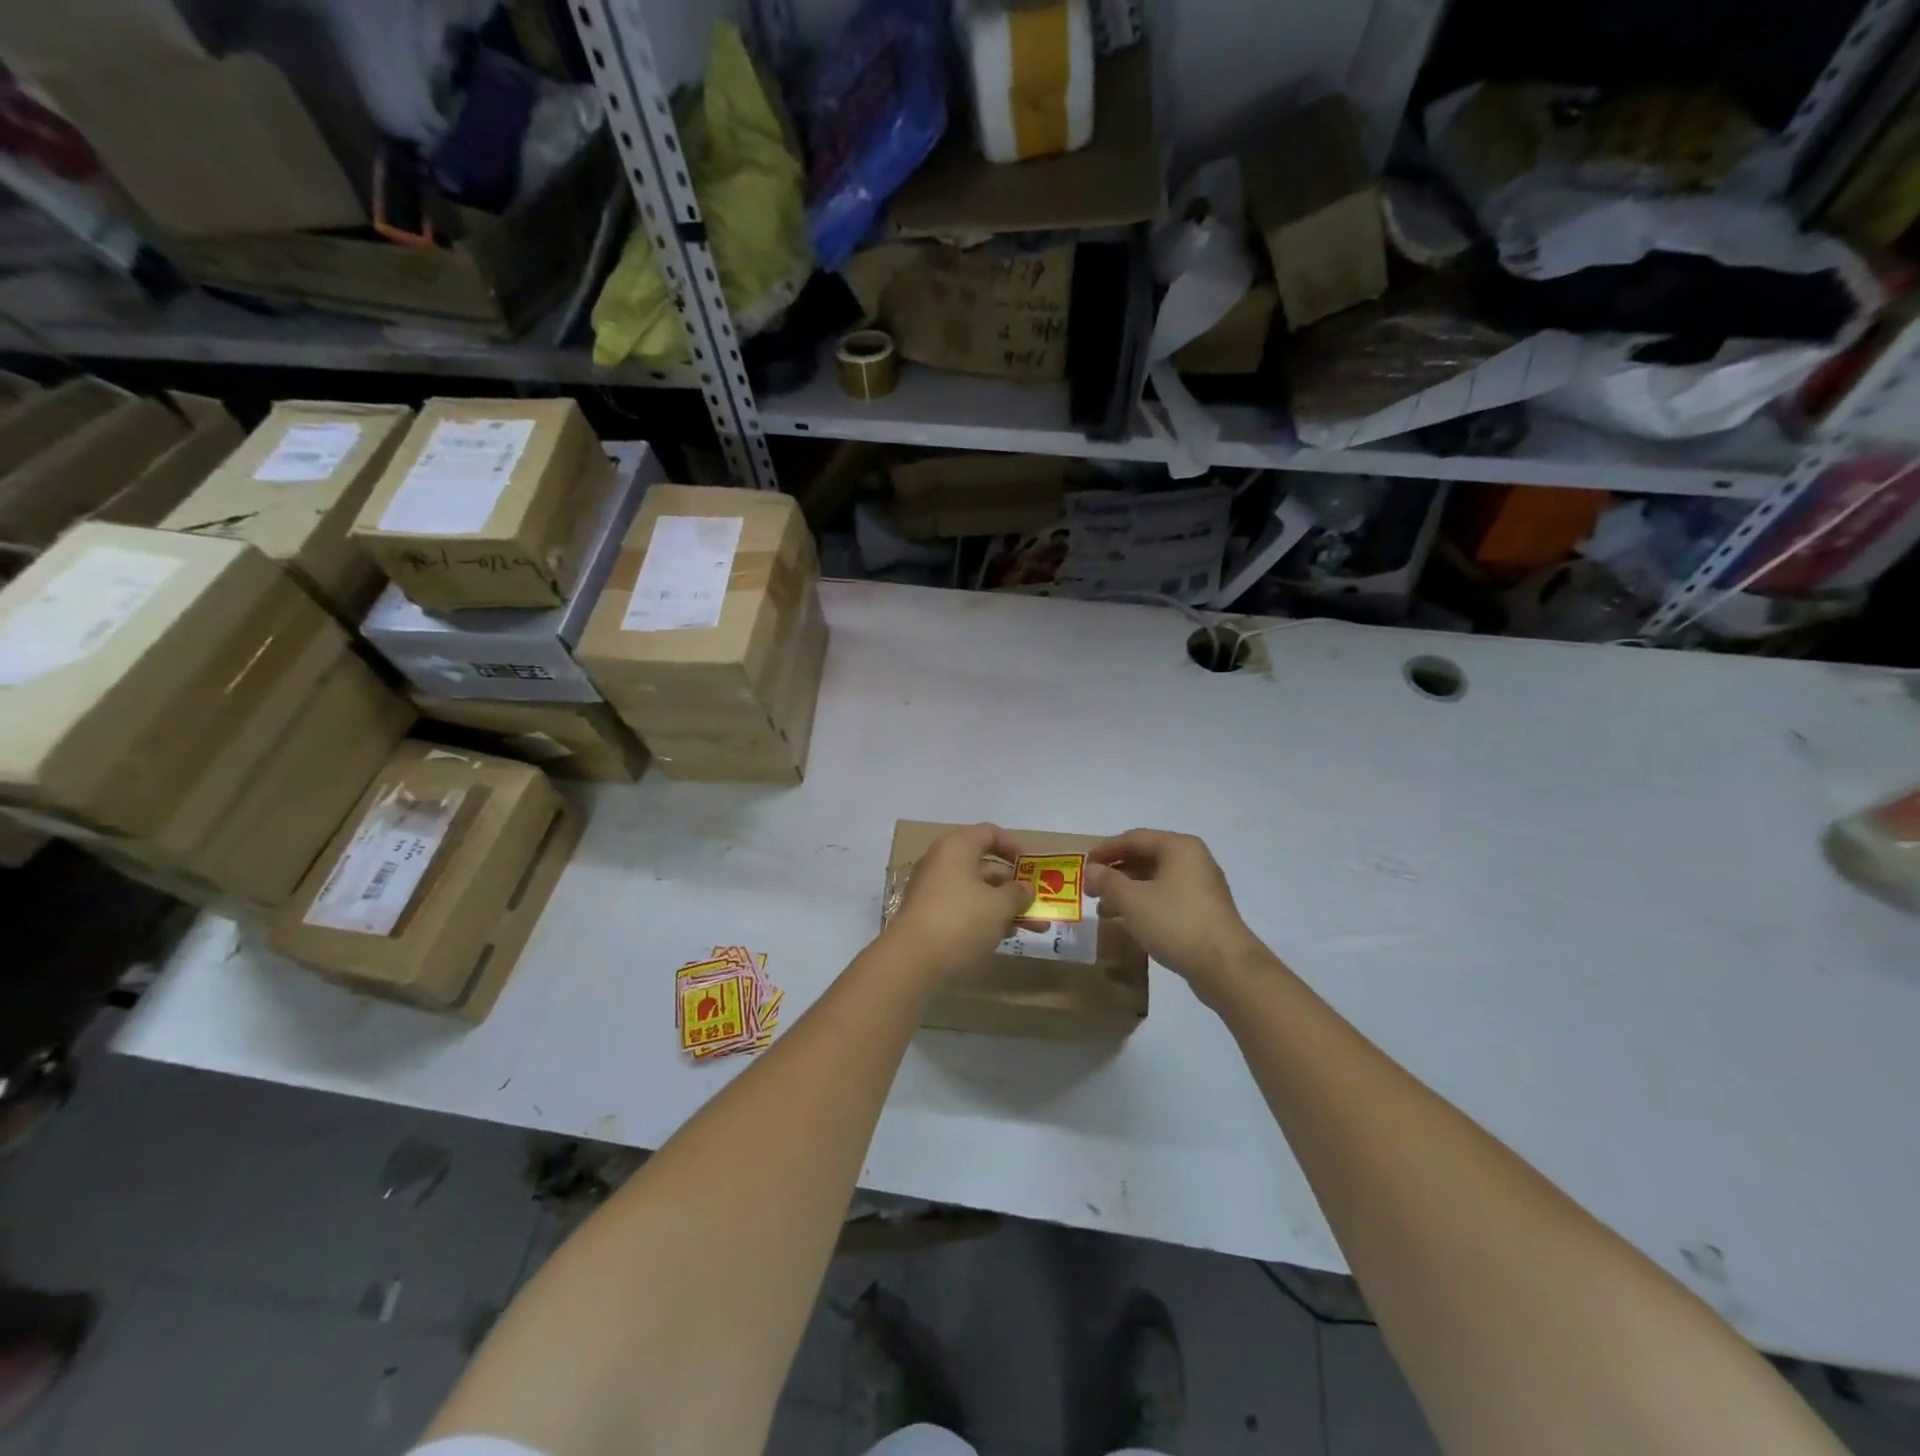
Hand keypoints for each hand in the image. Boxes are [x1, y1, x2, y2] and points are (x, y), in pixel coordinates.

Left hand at [885, 824, 1035, 983]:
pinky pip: (963, 908)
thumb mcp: (999, 906)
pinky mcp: (928, 915)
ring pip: (976, 890)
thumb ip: (1018, 894)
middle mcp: (941, 862)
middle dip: (1014, 886)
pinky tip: (1004, 937)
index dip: (1014, 847)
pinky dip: (984, 918)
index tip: (1033, 867)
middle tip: (1037, 903)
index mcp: (957, 847)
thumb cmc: (961, 920)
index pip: (990, 833)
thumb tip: (1024, 889)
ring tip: (1032, 928)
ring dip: (1004, 906)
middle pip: (985, 865)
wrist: (912, 960)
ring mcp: (932, 889)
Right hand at [1087, 830, 1265, 1004]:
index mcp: (1179, 847)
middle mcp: (1193, 860)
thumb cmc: (1176, 923)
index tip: (1083, 865)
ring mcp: (1202, 886)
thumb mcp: (1133, 900)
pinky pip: (1167, 897)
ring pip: (1155, 880)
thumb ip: (1108, 881)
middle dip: (1116, 872)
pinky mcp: (1204, 910)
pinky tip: (1128, 922)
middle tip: (1091, 888)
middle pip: (1146, 857)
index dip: (1105, 850)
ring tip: (1104, 909)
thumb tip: (1091, 870)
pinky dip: (1145, 904)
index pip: (1134, 838)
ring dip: (1128, 891)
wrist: (1226, 967)